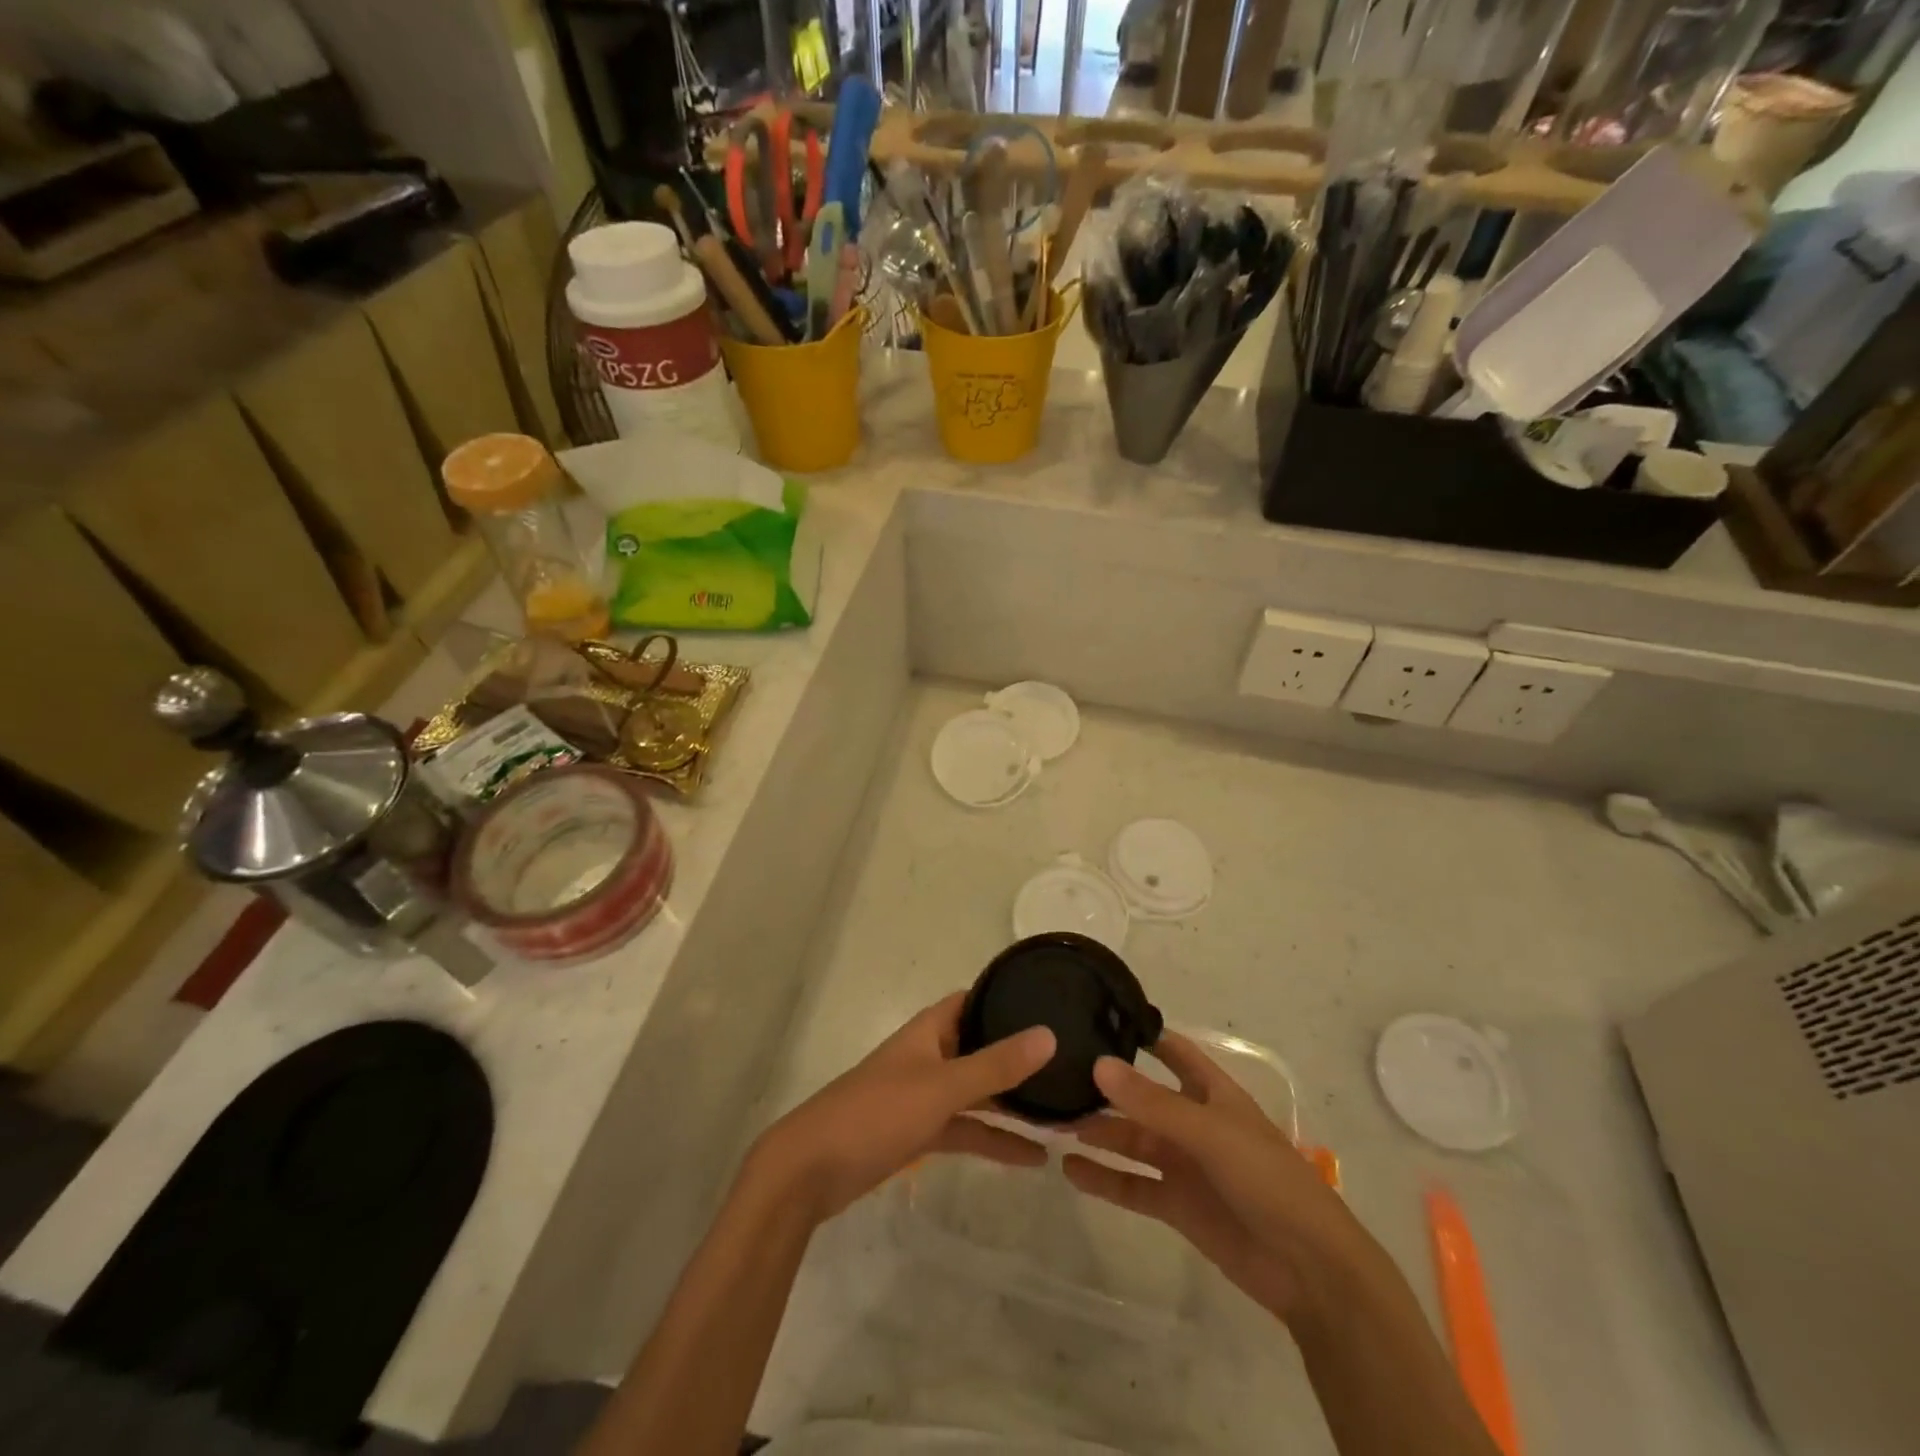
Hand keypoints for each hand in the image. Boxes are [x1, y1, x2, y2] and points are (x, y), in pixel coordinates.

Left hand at [751, 993, 1055, 1222]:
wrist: (810, 1170)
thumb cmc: (877, 1113)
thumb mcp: (942, 1087)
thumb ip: (995, 1065)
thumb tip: (1048, 1034)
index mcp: (928, 1032)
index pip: (973, 1000)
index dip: (1006, 999)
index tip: (1049, 1003)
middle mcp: (928, 1056)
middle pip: (979, 1047)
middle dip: (1018, 1057)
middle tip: (1070, 1064)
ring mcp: (921, 1096)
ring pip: (975, 1093)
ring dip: (1011, 1105)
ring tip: (1063, 1117)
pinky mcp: (916, 1133)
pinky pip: (964, 1128)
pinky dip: (992, 1140)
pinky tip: (1030, 1158)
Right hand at [1061, 1032, 1377, 1324]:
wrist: (1310, 1269)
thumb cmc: (1268, 1180)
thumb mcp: (1210, 1132)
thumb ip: (1153, 1102)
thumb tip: (1098, 1065)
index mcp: (1213, 1094)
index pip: (1174, 1052)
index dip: (1142, 1035)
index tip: (1096, 1018)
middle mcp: (1194, 1123)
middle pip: (1142, 1098)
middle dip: (1105, 1089)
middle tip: (1055, 1076)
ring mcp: (1185, 1165)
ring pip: (1132, 1141)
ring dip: (1097, 1133)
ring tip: (1052, 1121)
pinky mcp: (1177, 1206)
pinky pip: (1132, 1185)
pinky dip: (1103, 1178)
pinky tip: (1071, 1169)